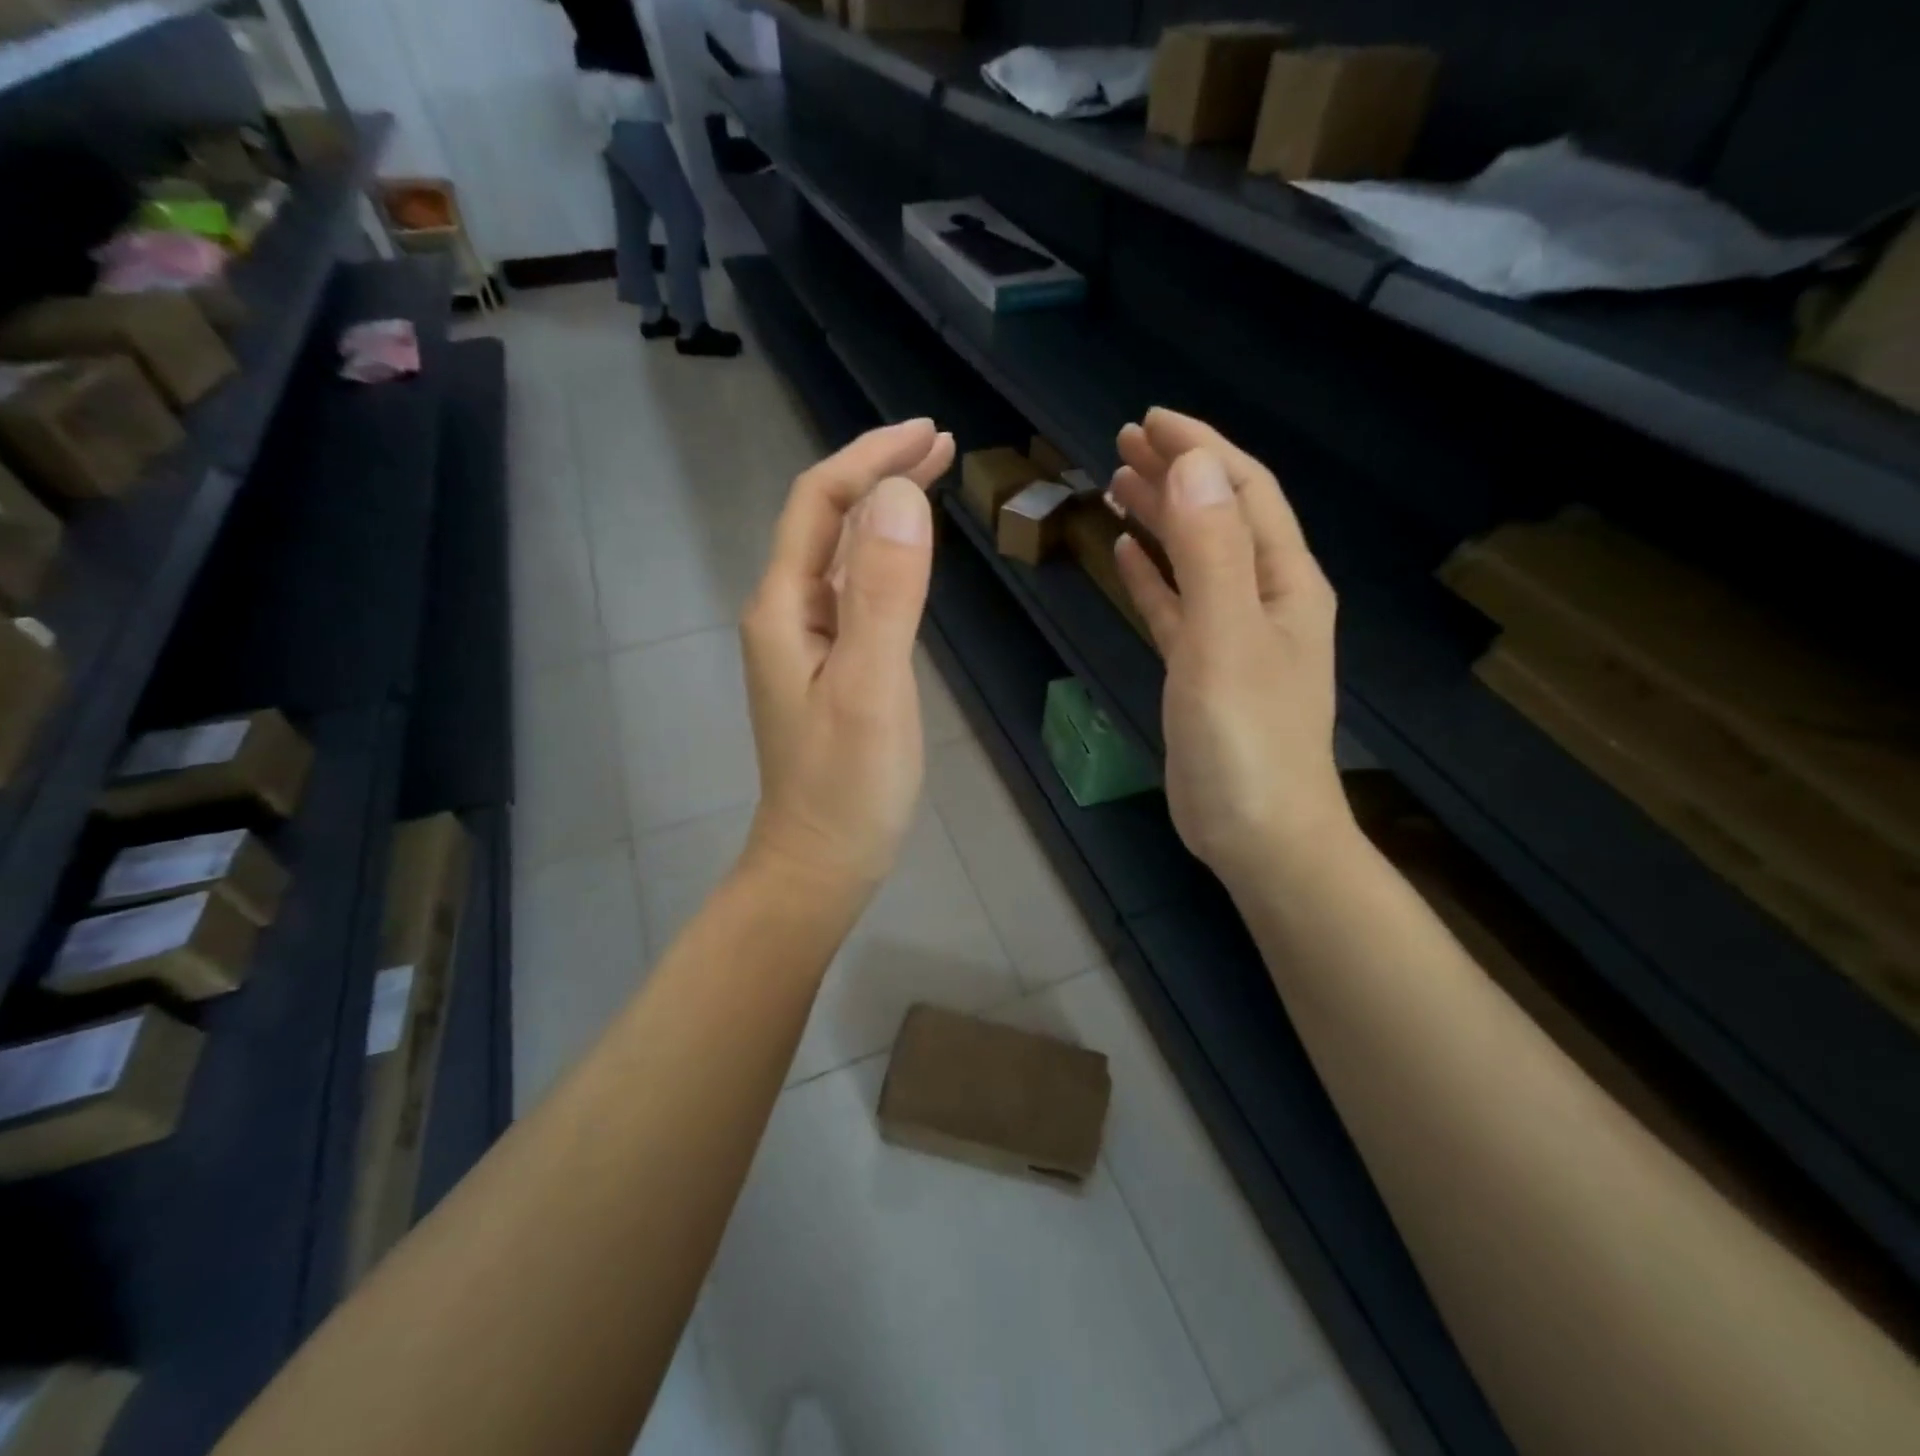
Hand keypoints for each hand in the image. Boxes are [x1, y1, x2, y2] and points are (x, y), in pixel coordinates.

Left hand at [739, 418, 955, 897]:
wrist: (822, 861)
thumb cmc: (847, 784)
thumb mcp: (870, 686)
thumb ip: (883, 592)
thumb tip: (900, 495)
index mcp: (784, 608)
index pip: (819, 504)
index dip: (870, 459)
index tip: (931, 433)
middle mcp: (787, 613)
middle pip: (826, 520)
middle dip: (879, 473)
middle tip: (943, 443)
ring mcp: (807, 642)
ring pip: (842, 554)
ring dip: (884, 510)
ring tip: (934, 478)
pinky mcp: (831, 667)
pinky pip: (855, 591)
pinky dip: (886, 557)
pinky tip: (910, 553)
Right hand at [1109, 409, 1350, 885]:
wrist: (1258, 832)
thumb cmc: (1246, 737)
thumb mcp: (1226, 637)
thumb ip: (1211, 550)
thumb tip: (1192, 466)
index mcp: (1284, 581)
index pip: (1244, 490)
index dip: (1202, 449)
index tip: (1149, 420)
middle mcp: (1265, 598)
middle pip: (1220, 516)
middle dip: (1178, 474)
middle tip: (1123, 444)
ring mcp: (1233, 636)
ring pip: (1195, 558)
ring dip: (1161, 519)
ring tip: (1117, 486)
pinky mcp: (1204, 670)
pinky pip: (1177, 606)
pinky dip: (1153, 576)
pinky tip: (1126, 554)